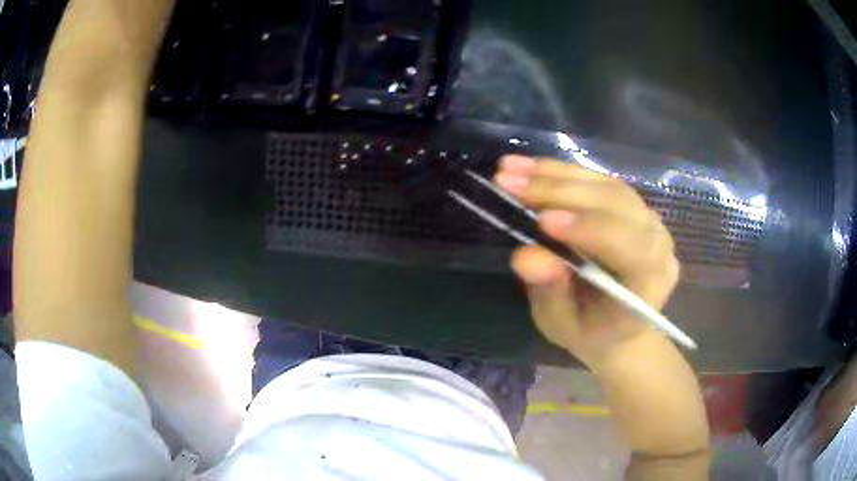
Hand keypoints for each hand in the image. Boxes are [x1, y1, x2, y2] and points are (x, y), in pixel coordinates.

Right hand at [495, 155, 680, 369]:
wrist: (617, 325)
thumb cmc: (591, 332)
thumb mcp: (563, 325)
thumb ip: (550, 292)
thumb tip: (525, 256)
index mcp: (651, 282)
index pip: (630, 247)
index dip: (590, 230)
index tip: (542, 220)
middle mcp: (657, 242)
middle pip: (616, 205)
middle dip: (559, 192)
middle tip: (509, 183)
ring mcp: (646, 219)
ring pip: (605, 185)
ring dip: (555, 174)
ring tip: (510, 169)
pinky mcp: (630, 205)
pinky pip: (598, 180)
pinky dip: (561, 172)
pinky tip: (529, 167)